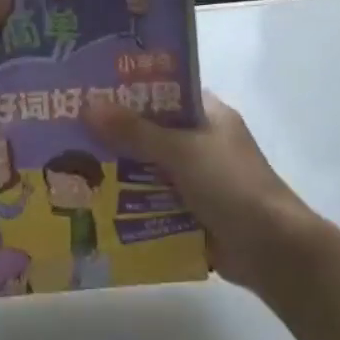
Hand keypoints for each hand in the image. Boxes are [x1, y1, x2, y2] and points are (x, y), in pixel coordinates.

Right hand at [85, 93, 321, 290]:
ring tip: (68, 168)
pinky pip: (154, 202)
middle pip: (152, 132)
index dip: (130, 90)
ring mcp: (198, 179)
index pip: (165, 91)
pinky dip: (130, 205)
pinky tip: (93, 205)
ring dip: (118, 173)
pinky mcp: (192, 212)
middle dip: (115, 135)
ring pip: (149, 169)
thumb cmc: (231, 185)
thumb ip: (136, 131)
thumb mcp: (181, 152)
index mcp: (209, 115)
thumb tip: (89, 105)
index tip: (89, 90)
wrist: (273, 249)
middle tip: (67, 131)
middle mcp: (203, 142)